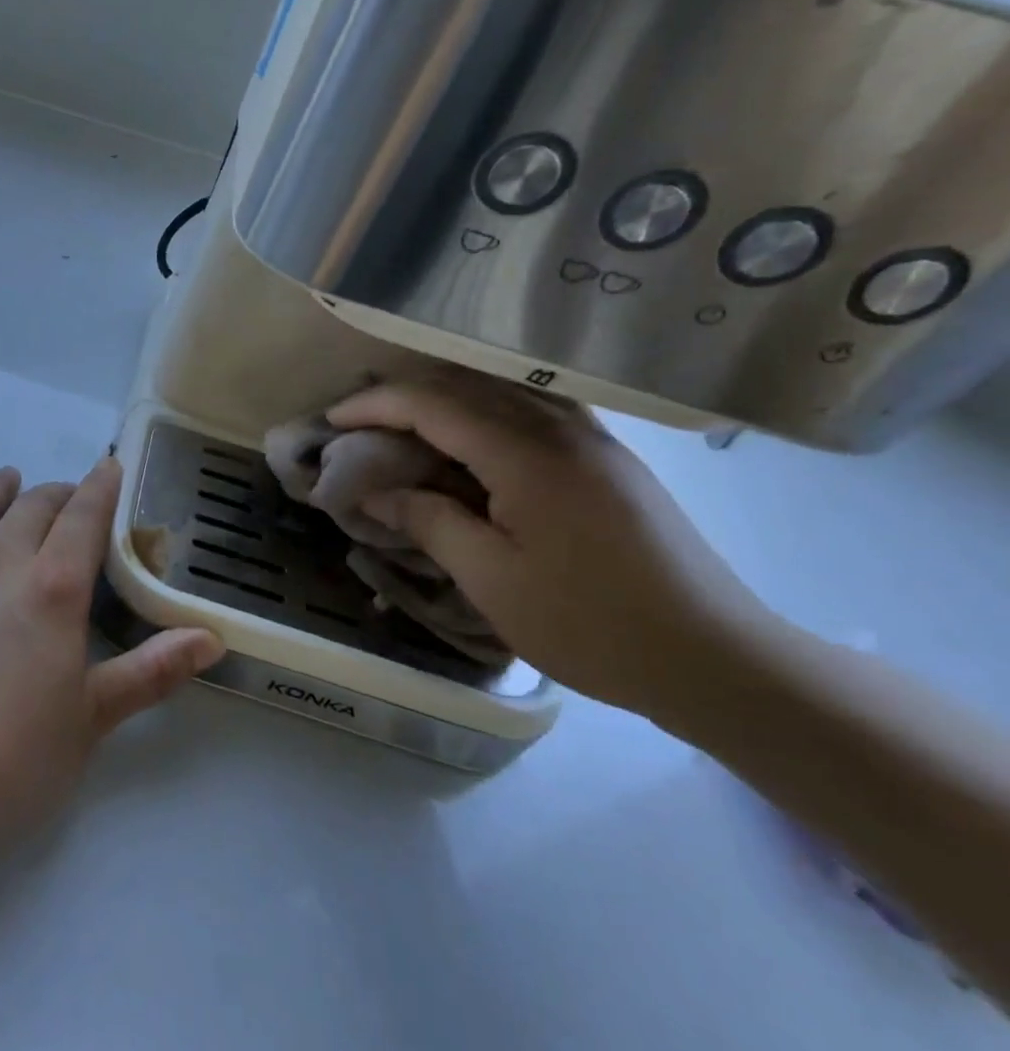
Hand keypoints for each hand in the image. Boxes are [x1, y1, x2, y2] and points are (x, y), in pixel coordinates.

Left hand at [0, 459, 222, 860]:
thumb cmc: (12, 763)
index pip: (83, 516)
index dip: (99, 488)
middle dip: (55, 494)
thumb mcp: (91, 719)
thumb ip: (152, 671)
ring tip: (8, 480)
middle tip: (65, 499)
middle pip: (31, 505)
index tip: (107, 469)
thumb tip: (212, 639)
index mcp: (52, 588)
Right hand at [327, 371, 779, 716]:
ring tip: (402, 428)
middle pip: (465, 388)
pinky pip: (533, 414)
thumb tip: (376, 492)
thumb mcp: (491, 579)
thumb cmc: (592, 625)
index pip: (434, 405)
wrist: (719, 662)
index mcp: (528, 456)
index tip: (331, 422)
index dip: (374, 407)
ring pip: (501, 395)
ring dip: (444, 402)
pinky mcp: (611, 463)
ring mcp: (594, 443)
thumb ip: (428, 522)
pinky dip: (485, 415)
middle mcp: (563, 431)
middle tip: (356, 425)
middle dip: (402, 399)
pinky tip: (470, 444)